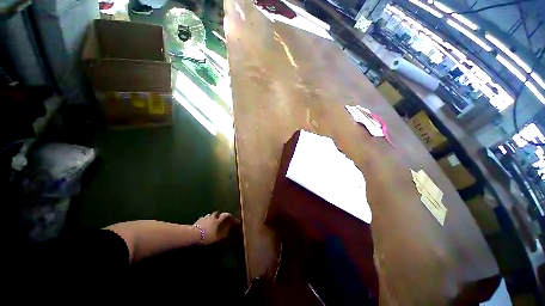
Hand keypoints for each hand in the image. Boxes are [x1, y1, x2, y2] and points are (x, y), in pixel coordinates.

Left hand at [194, 212, 234, 244]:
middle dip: (218, 215)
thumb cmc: (208, 236)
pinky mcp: (198, 220)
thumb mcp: (218, 237)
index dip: (228, 215)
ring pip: (209, 215)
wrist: (194, 234)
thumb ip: (224, 233)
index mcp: (218, 221)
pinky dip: (204, 220)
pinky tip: (203, 223)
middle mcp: (212, 217)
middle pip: (216, 213)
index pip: (225, 215)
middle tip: (219, 219)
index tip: (230, 216)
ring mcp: (205, 218)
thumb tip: (229, 230)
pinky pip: (203, 218)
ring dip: (211, 217)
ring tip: (211, 221)